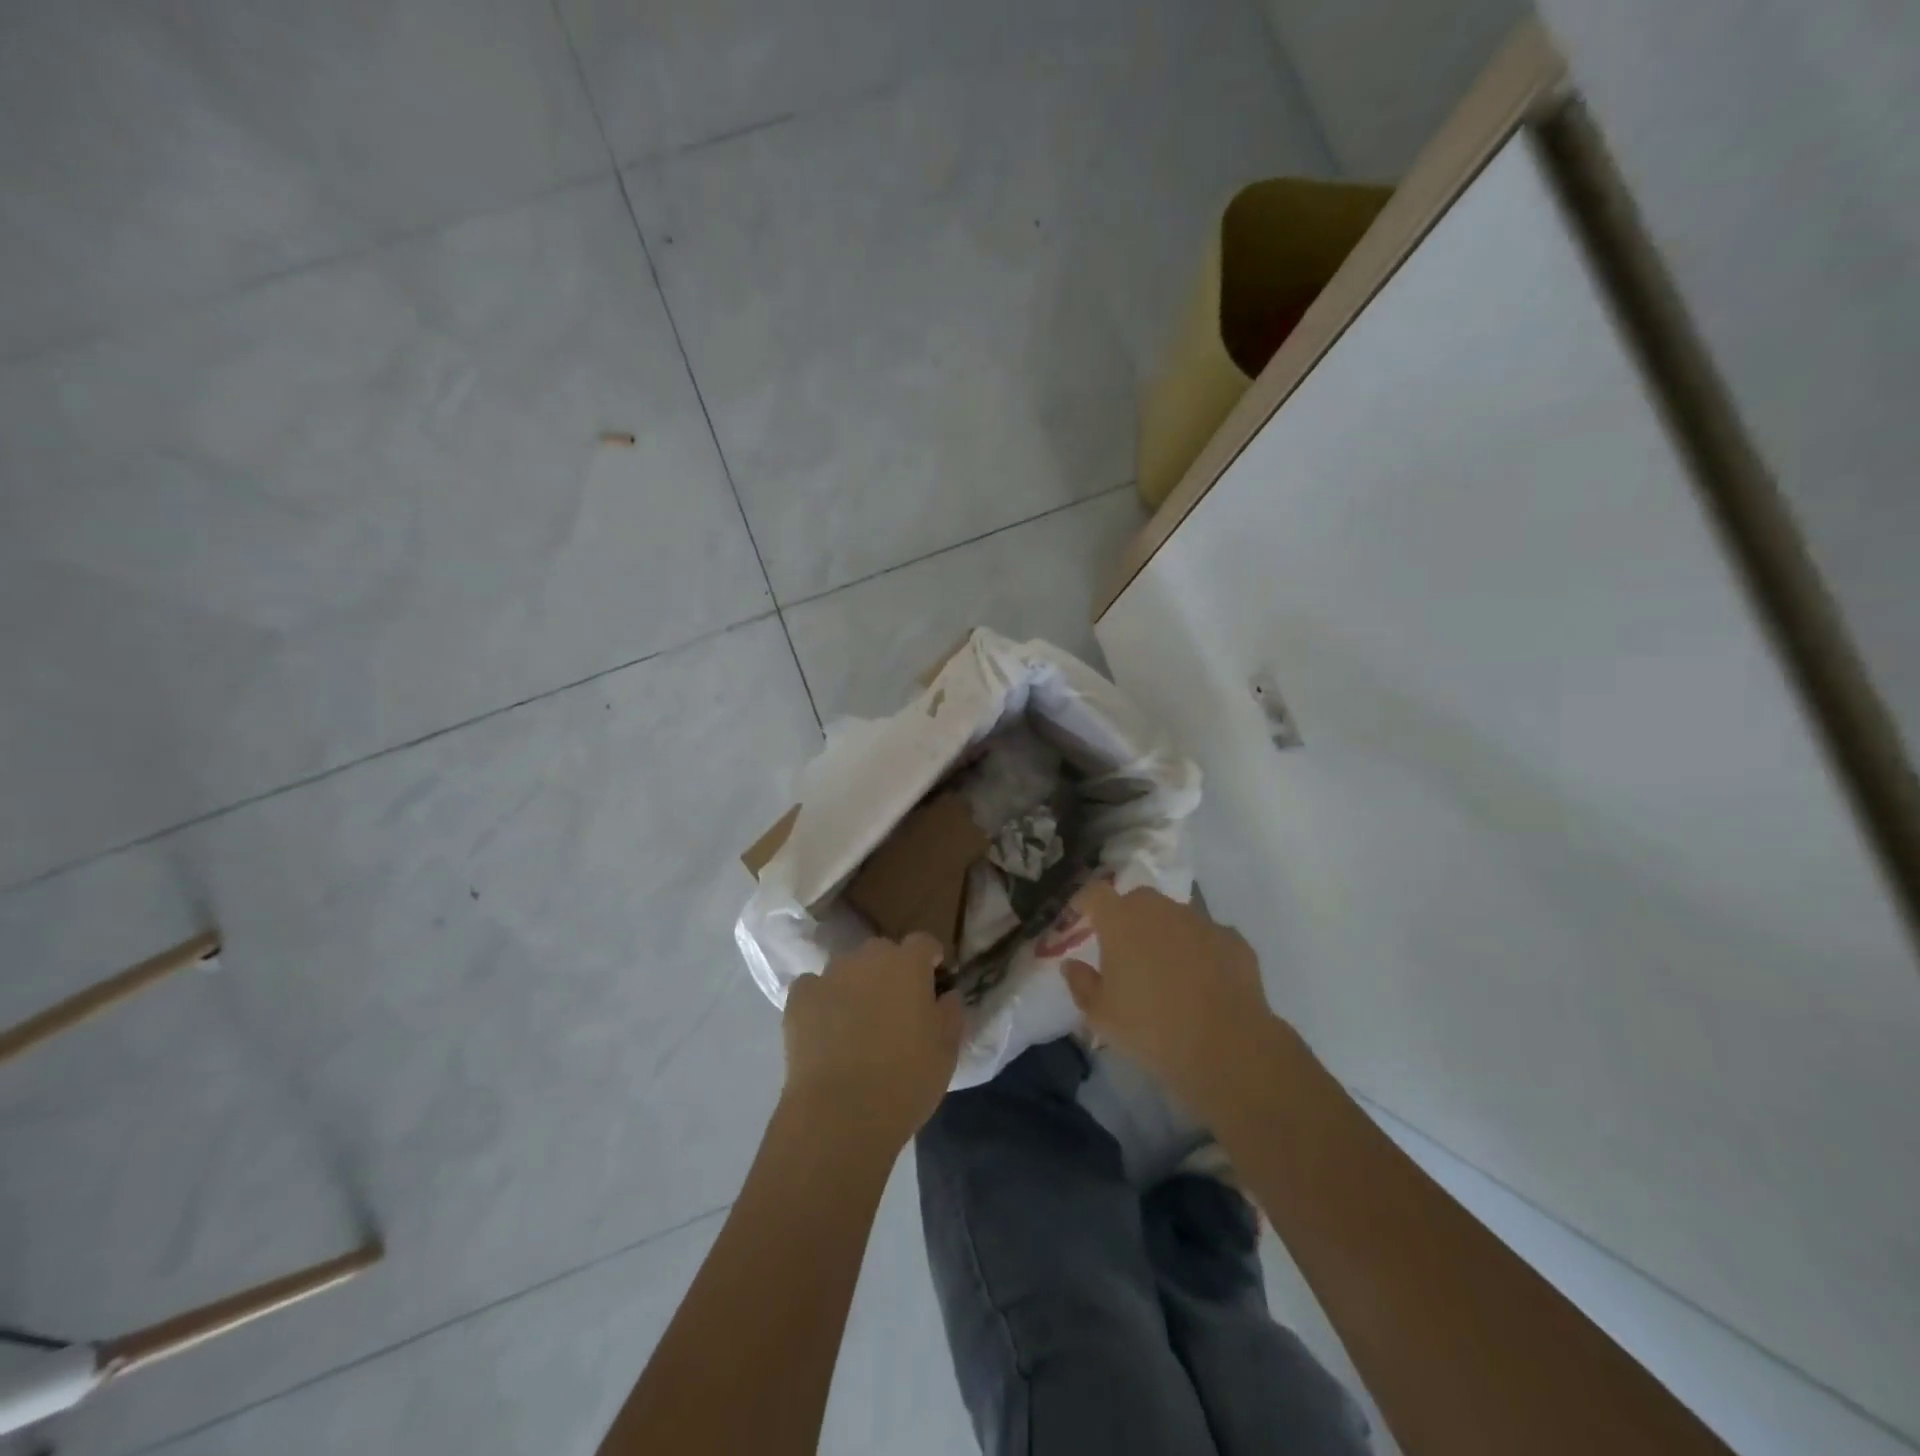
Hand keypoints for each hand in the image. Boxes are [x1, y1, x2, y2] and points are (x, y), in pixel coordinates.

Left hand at [782, 934, 964, 1151]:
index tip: (933, 980)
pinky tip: (824, 1027)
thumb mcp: (947, 1050)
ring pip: (847, 968)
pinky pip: (813, 987)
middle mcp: (868, 958)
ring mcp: (830, 975)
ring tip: (857, 1022)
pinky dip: (821, 999)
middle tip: (895, 1007)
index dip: (929, 958)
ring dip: (856, 984)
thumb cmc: (906, 1079)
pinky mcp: (799, 998)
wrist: (841, 1113)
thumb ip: (951, 1012)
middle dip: (891, 971)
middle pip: (883, 951)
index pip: (923, 942)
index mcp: (908, 964)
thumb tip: (947, 994)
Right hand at [1061, 882, 1282, 1120]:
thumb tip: (1072, 965)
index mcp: (1122, 920)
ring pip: (1174, 917)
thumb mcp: (1101, 1015)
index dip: (1085, 902)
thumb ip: (1081, 983)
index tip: (1080, 919)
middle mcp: (1161, 910)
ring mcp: (1201, 922)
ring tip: (1166, 969)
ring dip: (1165, 933)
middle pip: (1137, 899)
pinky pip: (1208, 937)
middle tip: (1124, 948)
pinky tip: (1202, 981)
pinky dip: (1200, 951)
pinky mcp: (1233, 940)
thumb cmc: (1151, 1028)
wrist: (1227, 1047)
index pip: (1095, 893)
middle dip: (1127, 916)